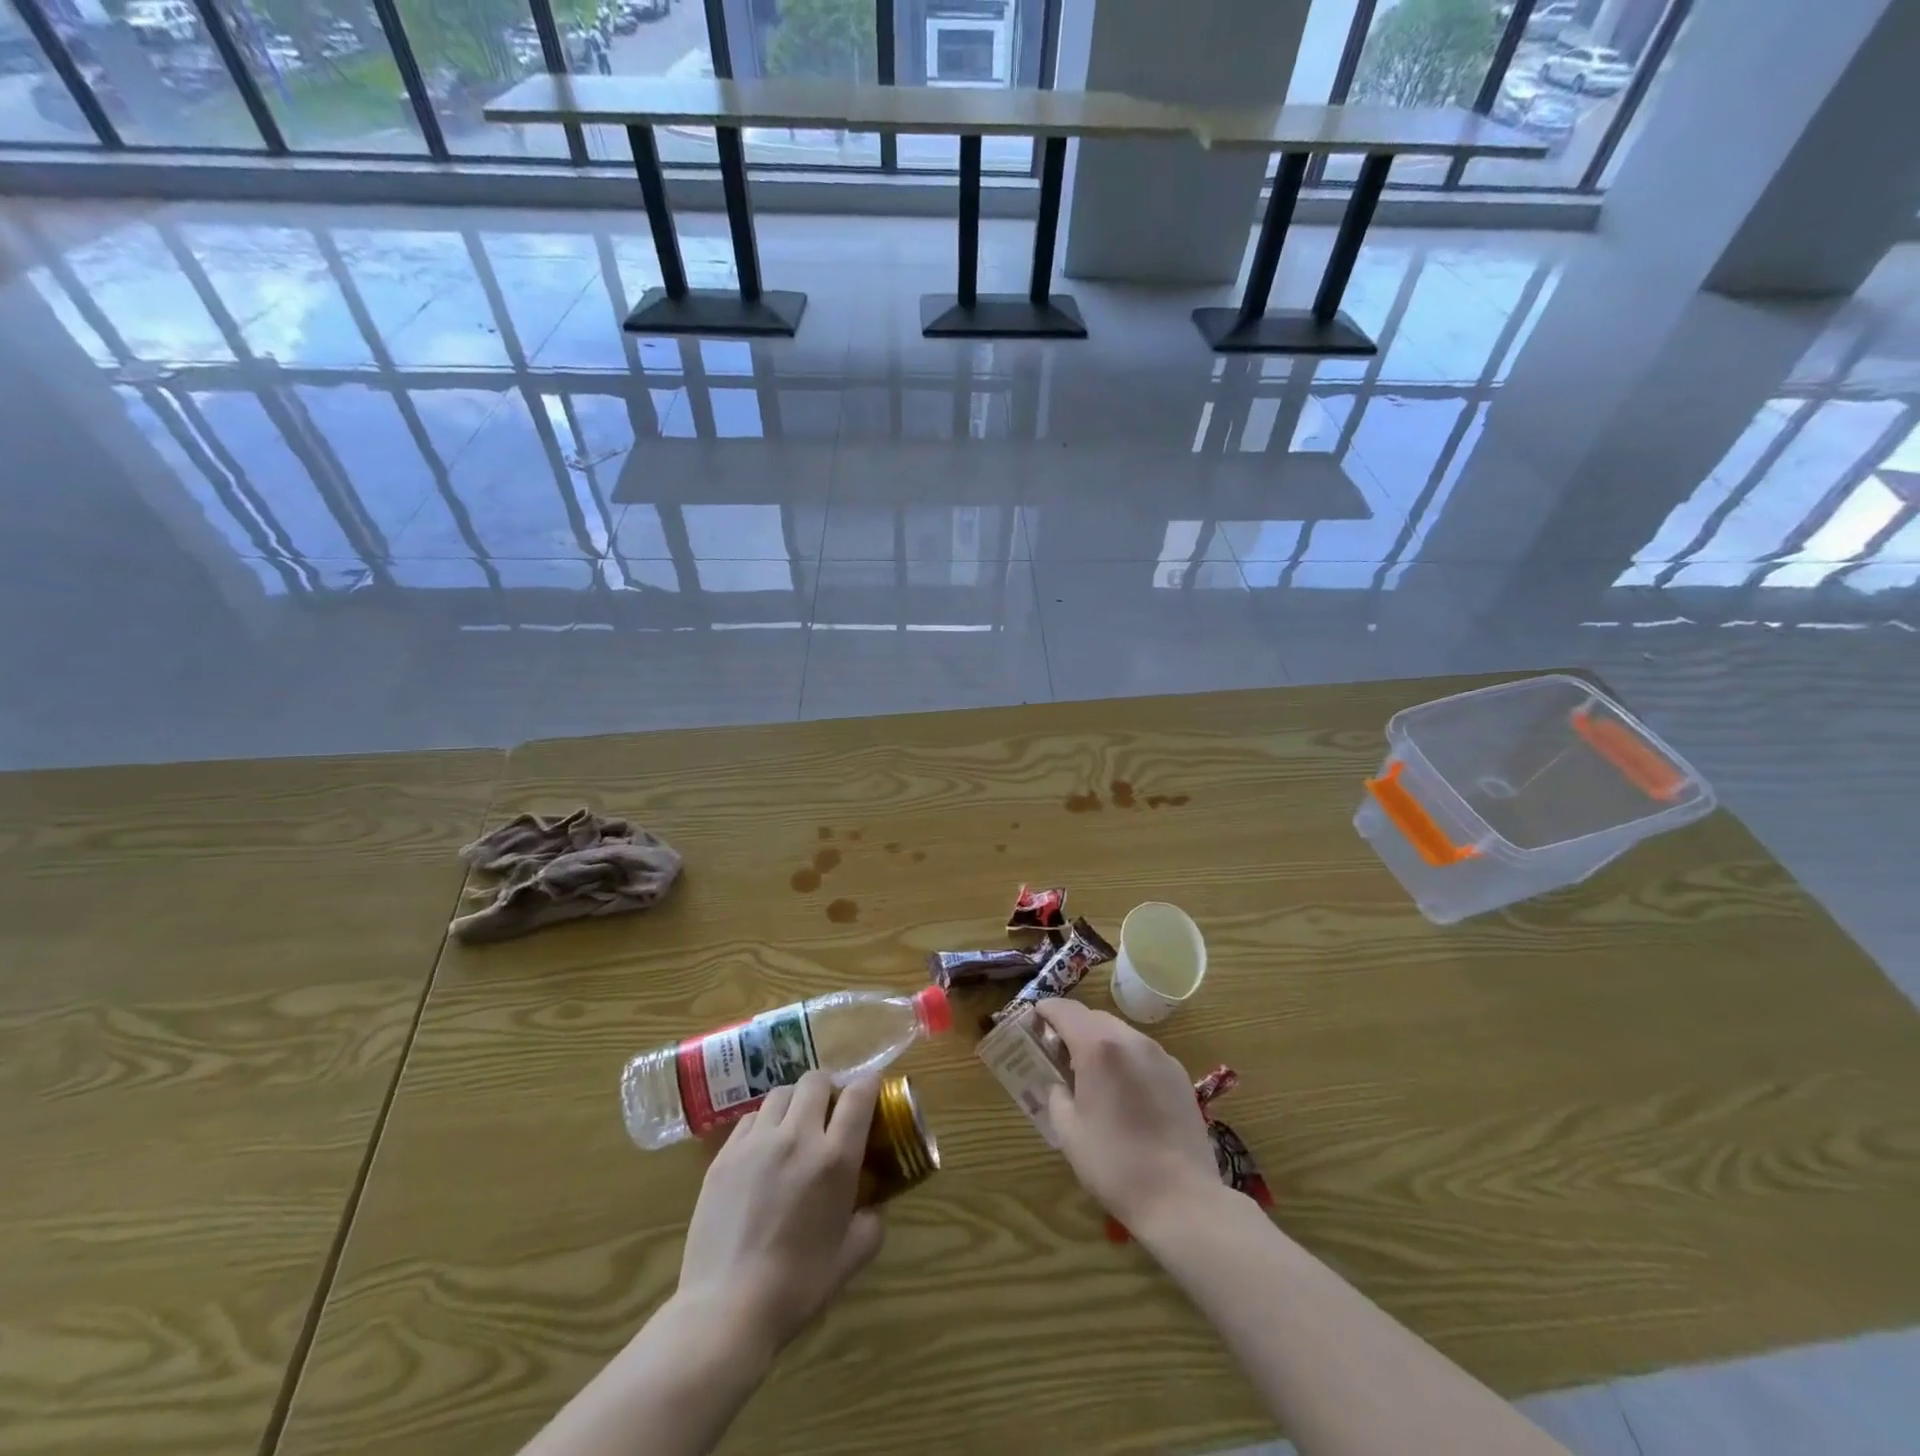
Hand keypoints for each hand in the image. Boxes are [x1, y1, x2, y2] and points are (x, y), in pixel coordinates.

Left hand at [677, 1072, 883, 1352]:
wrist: (726, 1308)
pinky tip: (763, 1150)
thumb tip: (873, 1204)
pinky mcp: (725, 1154)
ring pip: (781, 1093)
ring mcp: (757, 1142)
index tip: (871, 1088)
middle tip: (829, 1112)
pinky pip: (751, 1118)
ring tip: (794, 1127)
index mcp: (834, 1158)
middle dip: (829, 1088)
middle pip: (816, 1080)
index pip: (859, 1095)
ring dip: (795, 1102)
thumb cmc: (797, 1286)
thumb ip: (871, 1221)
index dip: (869, 1083)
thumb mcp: (851, 1257)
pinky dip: (764, 1123)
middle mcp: (798, 1136)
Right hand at [1034, 999, 1219, 1234]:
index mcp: (1098, 1047)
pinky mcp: (1178, 1073)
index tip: (1034, 1020)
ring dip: (1101, 1041)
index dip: (1046, 1010)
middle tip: (1058, 1052)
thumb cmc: (1114, 1164)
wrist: (1181, 1198)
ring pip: (1121, 1032)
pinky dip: (1126, 1058)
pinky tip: (1124, 1090)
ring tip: (1091, 1072)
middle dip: (1073, 1026)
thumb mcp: (1068, 1130)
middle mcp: (1131, 1039)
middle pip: (1094, 1017)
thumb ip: (1056, 1094)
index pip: (1065, 1010)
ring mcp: (1160, 1054)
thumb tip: (1059, 1083)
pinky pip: (1143, 1052)